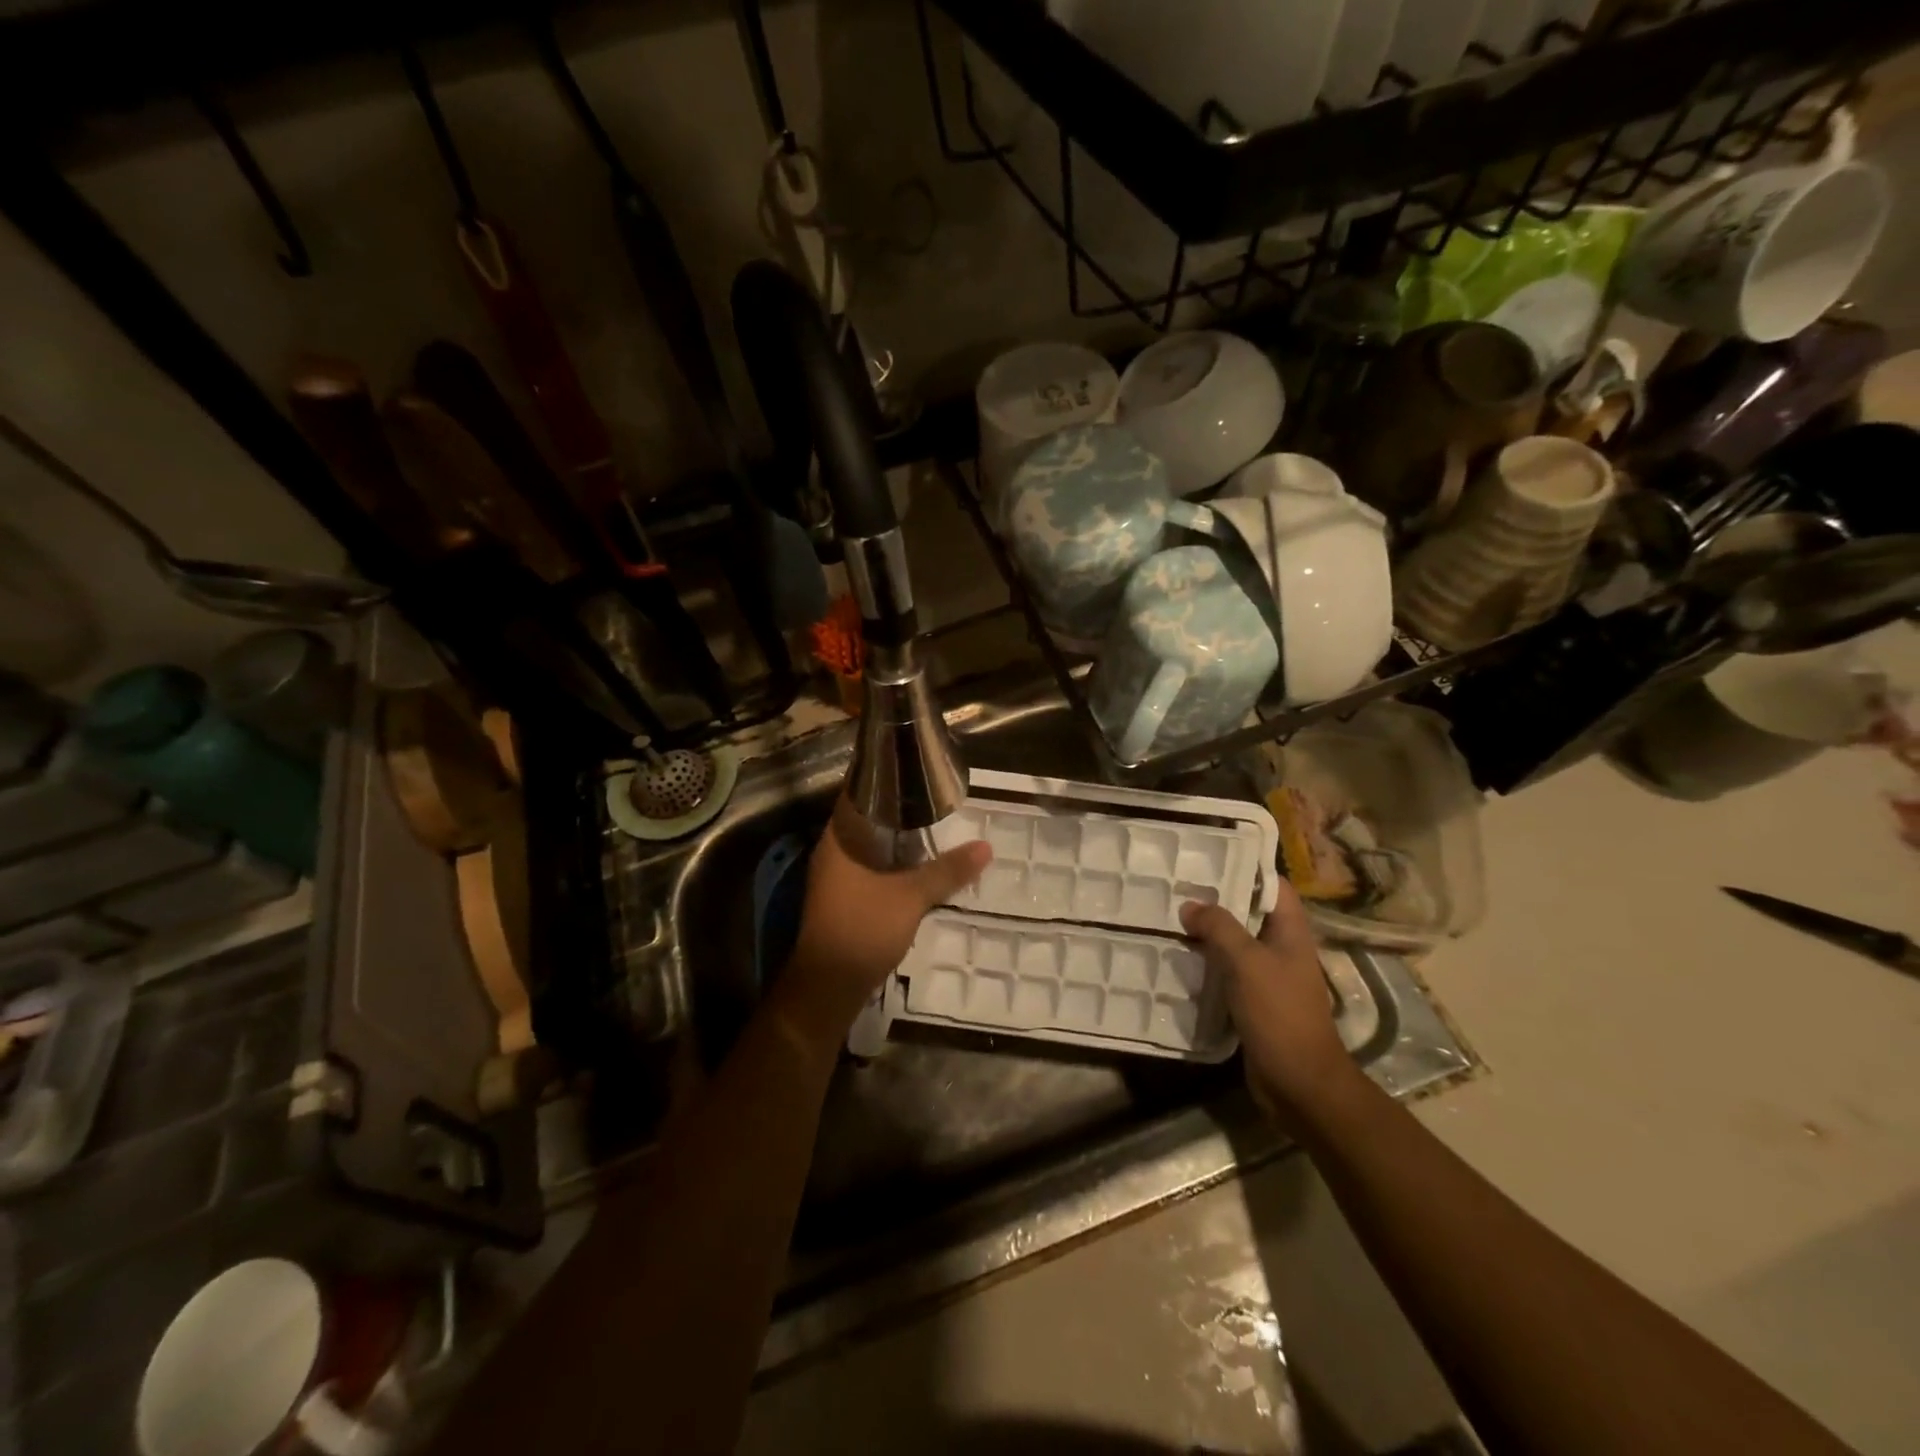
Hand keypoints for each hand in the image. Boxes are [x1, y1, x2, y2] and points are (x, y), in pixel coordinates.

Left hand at [782, 799, 991, 1043]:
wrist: (828, 987)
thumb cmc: (862, 930)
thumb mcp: (911, 898)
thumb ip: (947, 871)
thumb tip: (985, 847)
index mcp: (839, 839)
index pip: (858, 792)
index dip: (884, 777)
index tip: (916, 767)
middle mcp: (832, 851)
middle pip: (866, 818)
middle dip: (898, 808)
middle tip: (935, 796)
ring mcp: (835, 876)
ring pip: (868, 845)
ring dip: (896, 837)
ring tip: (933, 825)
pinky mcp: (843, 897)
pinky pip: (869, 866)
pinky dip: (892, 860)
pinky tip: (918, 863)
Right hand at [1180, 884, 1354, 1126]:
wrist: (1299, 1083)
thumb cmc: (1279, 1013)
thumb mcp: (1247, 962)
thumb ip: (1219, 928)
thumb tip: (1190, 906)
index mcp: (1291, 932)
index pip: (1274, 887)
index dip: (1247, 869)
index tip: (1210, 858)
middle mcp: (1283, 949)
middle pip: (1250, 913)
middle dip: (1218, 901)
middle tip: (1178, 887)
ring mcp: (1270, 977)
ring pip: (1236, 944)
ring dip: (1209, 934)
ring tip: (1172, 918)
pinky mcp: (1255, 1002)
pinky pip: (1229, 972)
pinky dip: (1208, 964)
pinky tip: (1179, 959)